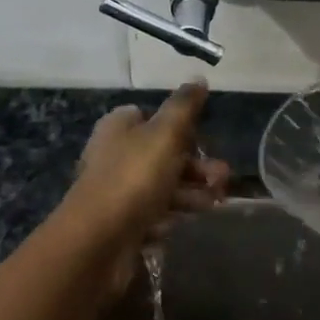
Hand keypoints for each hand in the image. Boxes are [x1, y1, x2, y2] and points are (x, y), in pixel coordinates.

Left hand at [61, 82, 228, 280]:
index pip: (152, 117)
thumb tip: (199, 78)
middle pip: (162, 154)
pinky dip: (171, 217)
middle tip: (222, 179)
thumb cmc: (133, 178)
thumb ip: (184, 106)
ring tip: (214, 202)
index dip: (181, 127)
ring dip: (191, 193)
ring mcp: (116, 191)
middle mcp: (114, 155)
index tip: (204, 139)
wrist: (97, 242)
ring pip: (162, 186)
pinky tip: (183, 223)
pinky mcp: (121, 224)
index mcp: (119, 127)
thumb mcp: (165, 134)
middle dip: (196, 166)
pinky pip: (153, 214)